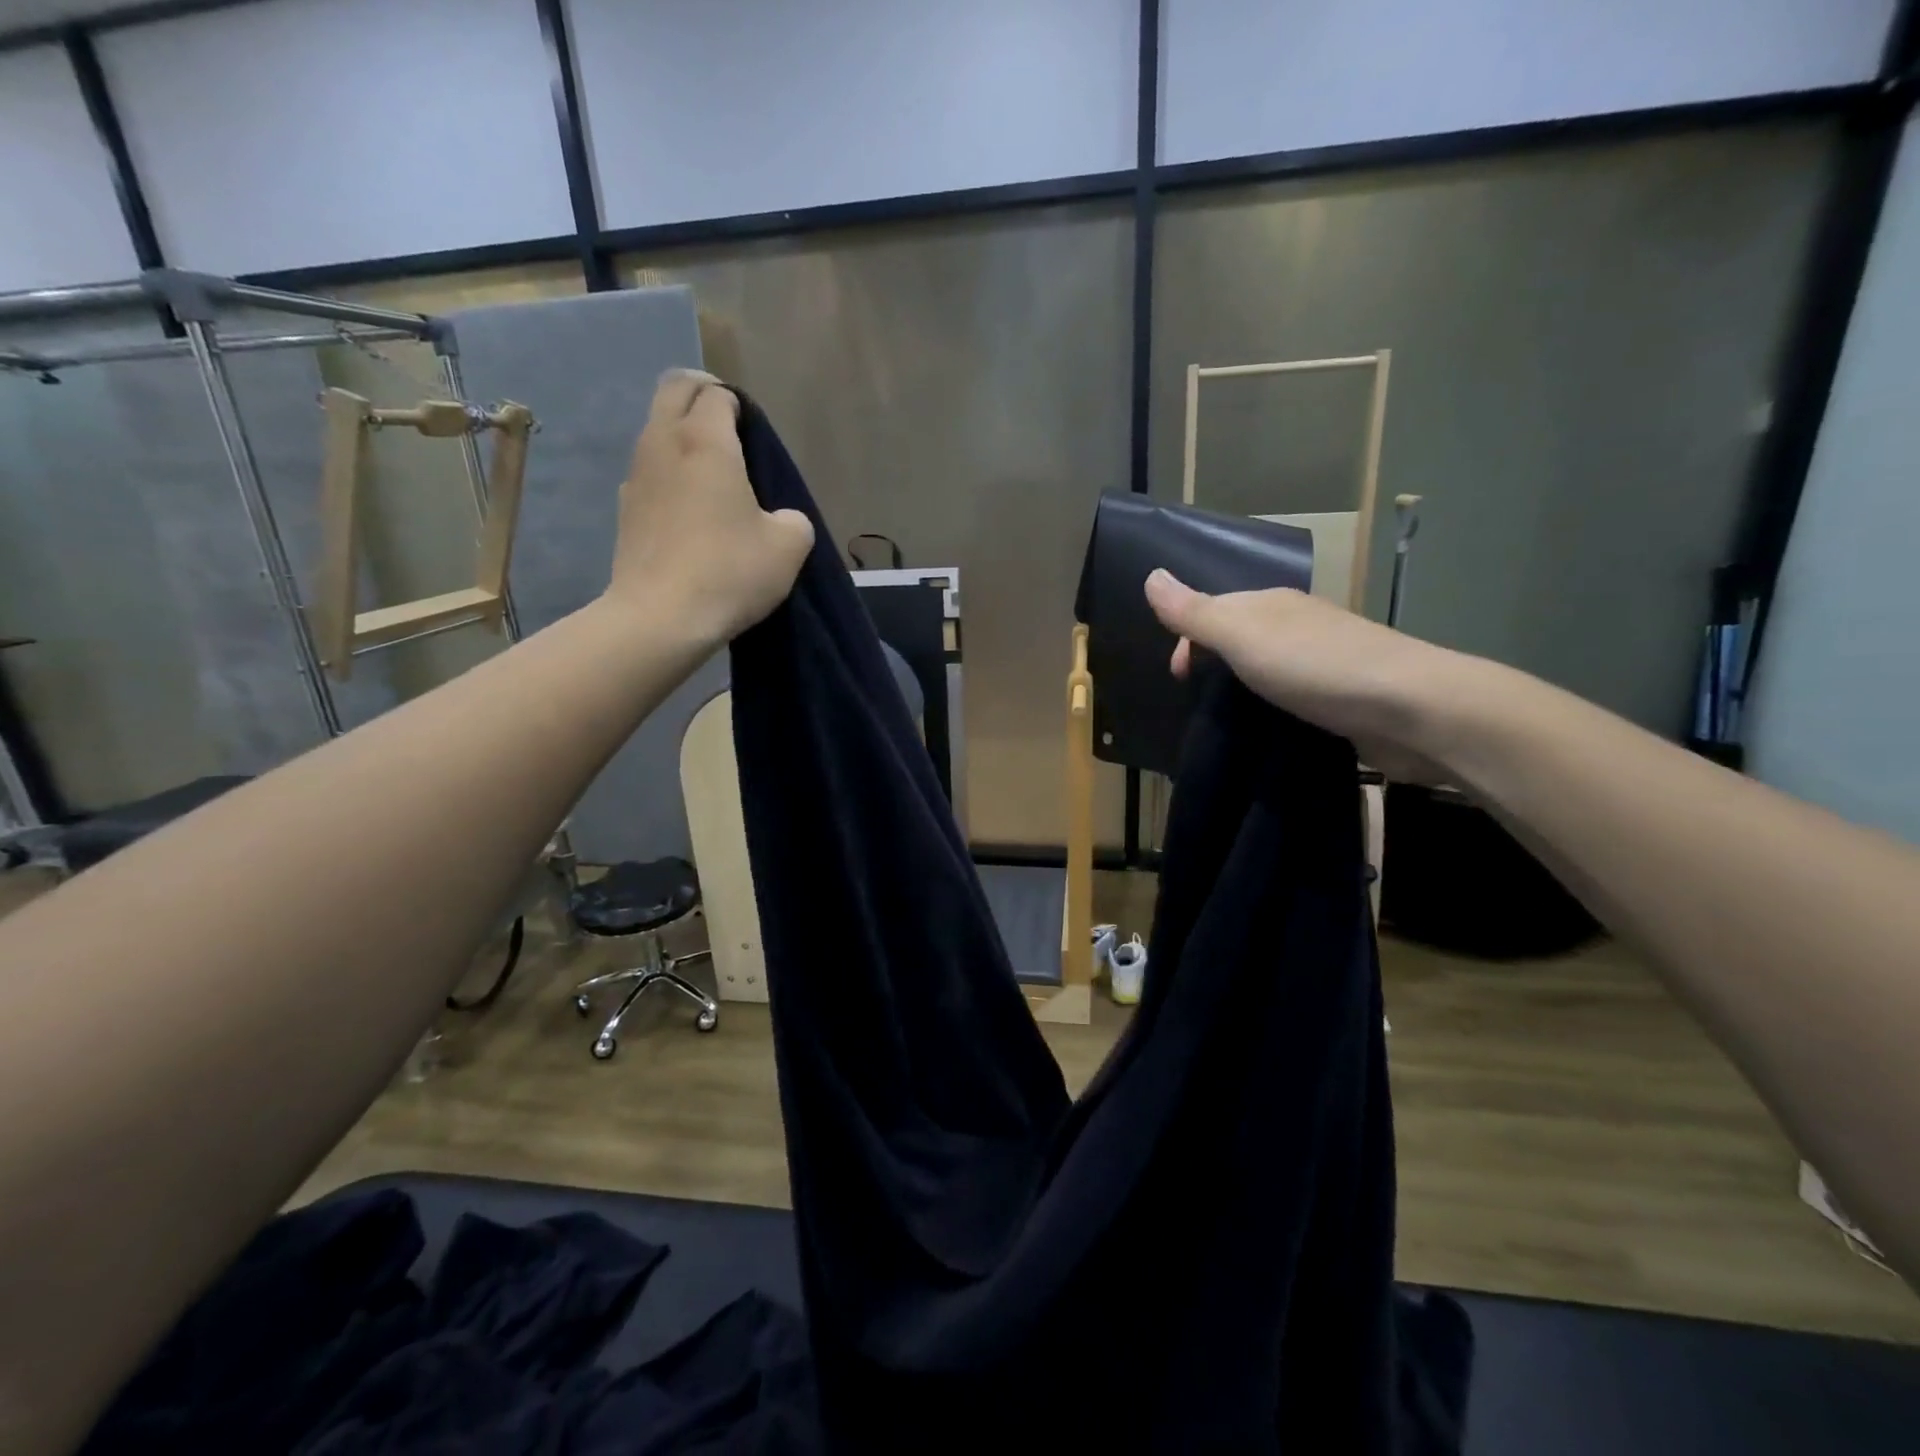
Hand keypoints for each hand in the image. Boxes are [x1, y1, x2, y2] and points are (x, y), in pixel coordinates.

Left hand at [604, 371, 813, 645]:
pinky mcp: (624, 507)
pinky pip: (649, 469)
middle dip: (702, 395)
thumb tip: (780, 518)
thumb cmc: (730, 572)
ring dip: (682, 433)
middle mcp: (663, 442)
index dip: (739, 406)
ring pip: (657, 428)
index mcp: (705, 441)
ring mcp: (636, 474)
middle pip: (675, 390)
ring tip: (711, 471)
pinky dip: (668, 471)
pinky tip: (688, 509)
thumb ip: (793, 519)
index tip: (755, 435)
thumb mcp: (789, 547)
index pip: (718, 394)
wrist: (661, 618)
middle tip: (729, 425)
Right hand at [1143, 570, 1484, 781]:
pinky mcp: (1342, 695)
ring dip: (1242, 690)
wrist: (1409, 708)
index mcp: (1270, 604)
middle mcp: (1296, 624)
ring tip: (1230, 721)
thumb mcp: (1242, 636)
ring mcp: (1323, 659)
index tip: (1179, 679)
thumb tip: (1151, 576)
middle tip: (1201, 704)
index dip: (1187, 641)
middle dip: (1212, 666)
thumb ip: (1195, 612)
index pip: (1213, 611)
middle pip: (1238, 638)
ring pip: (1266, 668)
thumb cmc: (1314, 666)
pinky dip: (1273, 708)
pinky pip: (1292, 695)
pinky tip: (1270, 728)